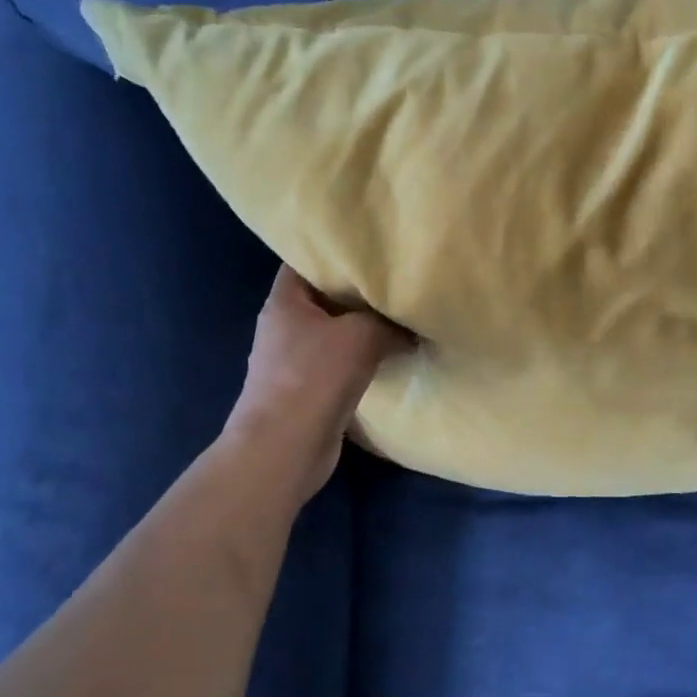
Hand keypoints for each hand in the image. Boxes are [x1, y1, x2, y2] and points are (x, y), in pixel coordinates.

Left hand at [225, 265, 411, 498]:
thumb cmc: (313, 378)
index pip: (305, 261)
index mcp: (285, 302)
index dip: (334, 252)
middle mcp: (285, 326)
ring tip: (401, 315)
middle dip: (358, 291)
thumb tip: (411, 324)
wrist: (285, 448)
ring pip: (335, 332)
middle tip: (397, 280)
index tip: (370, 248)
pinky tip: (392, 354)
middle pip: (324, 297)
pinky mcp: (309, 389)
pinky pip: (340, 362)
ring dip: (363, 328)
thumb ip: (389, 321)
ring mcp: (294, 360)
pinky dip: (363, 357)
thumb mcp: (361, 335)